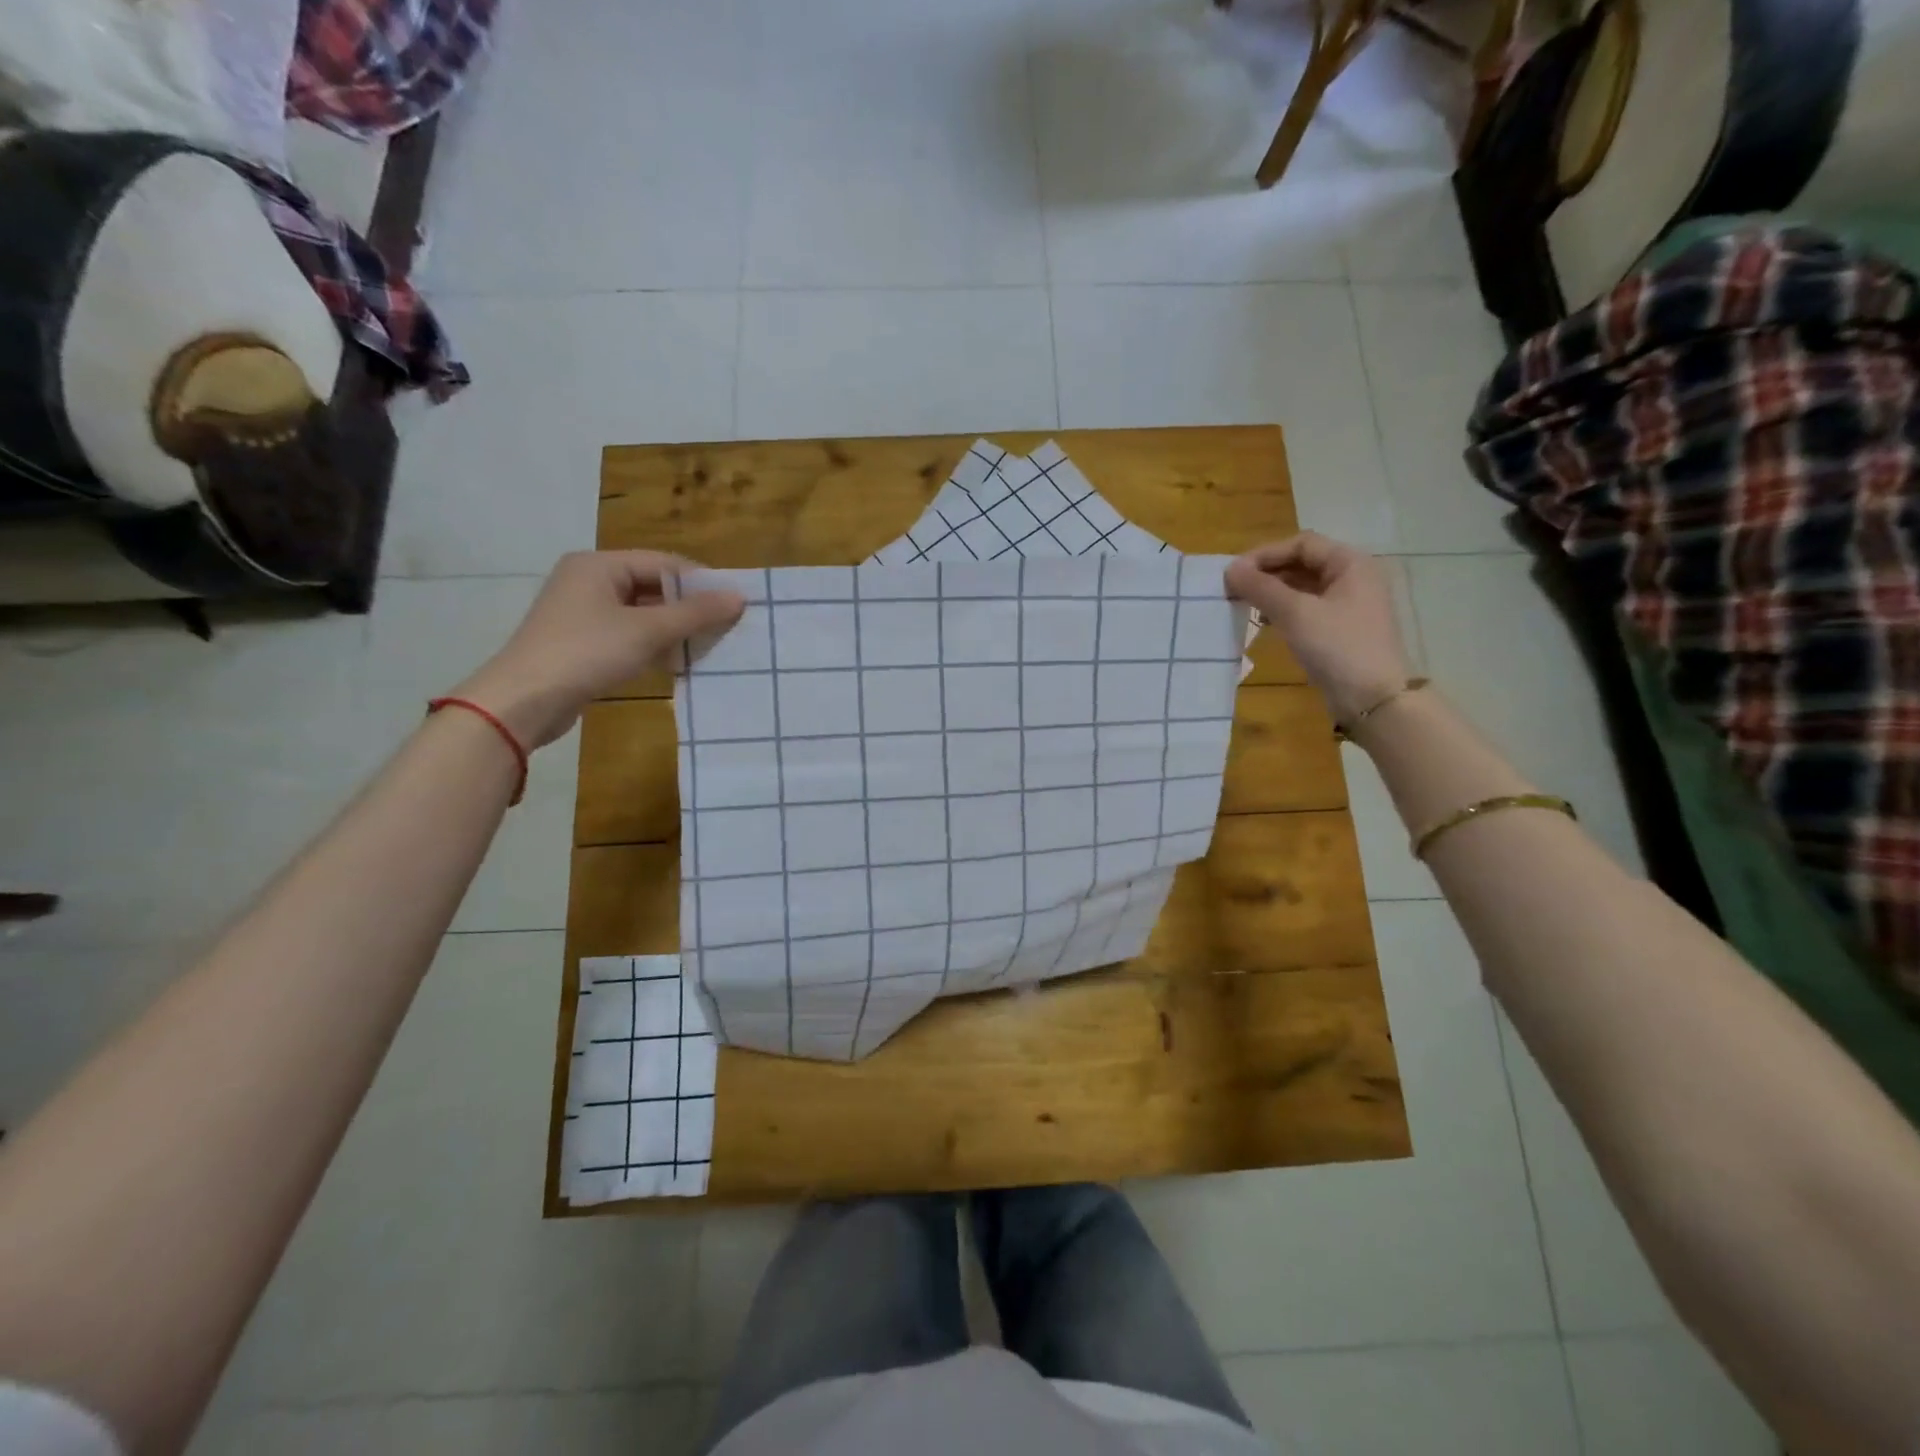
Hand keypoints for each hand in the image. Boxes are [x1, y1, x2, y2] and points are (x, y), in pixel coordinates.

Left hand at [451, 551, 744, 748]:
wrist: (523, 701)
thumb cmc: (587, 653)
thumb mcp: (647, 631)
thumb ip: (695, 614)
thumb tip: (739, 597)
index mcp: (599, 565)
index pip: (664, 562)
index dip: (701, 582)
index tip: (735, 604)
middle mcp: (589, 581)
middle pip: (653, 587)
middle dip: (689, 609)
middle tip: (725, 628)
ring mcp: (582, 613)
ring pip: (642, 614)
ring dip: (673, 630)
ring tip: (707, 648)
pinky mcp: (581, 643)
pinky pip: (628, 635)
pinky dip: (652, 646)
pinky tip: (675, 664)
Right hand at [1225, 533, 1411, 725]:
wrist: (1373, 699)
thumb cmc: (1338, 647)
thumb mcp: (1296, 613)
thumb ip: (1261, 588)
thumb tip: (1230, 569)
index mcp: (1351, 564)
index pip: (1302, 544)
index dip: (1265, 554)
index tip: (1234, 573)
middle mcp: (1353, 578)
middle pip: (1302, 563)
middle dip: (1267, 573)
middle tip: (1233, 589)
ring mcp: (1348, 605)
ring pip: (1303, 587)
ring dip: (1272, 592)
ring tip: (1243, 605)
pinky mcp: (1340, 629)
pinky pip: (1307, 608)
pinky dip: (1283, 610)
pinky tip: (1263, 622)